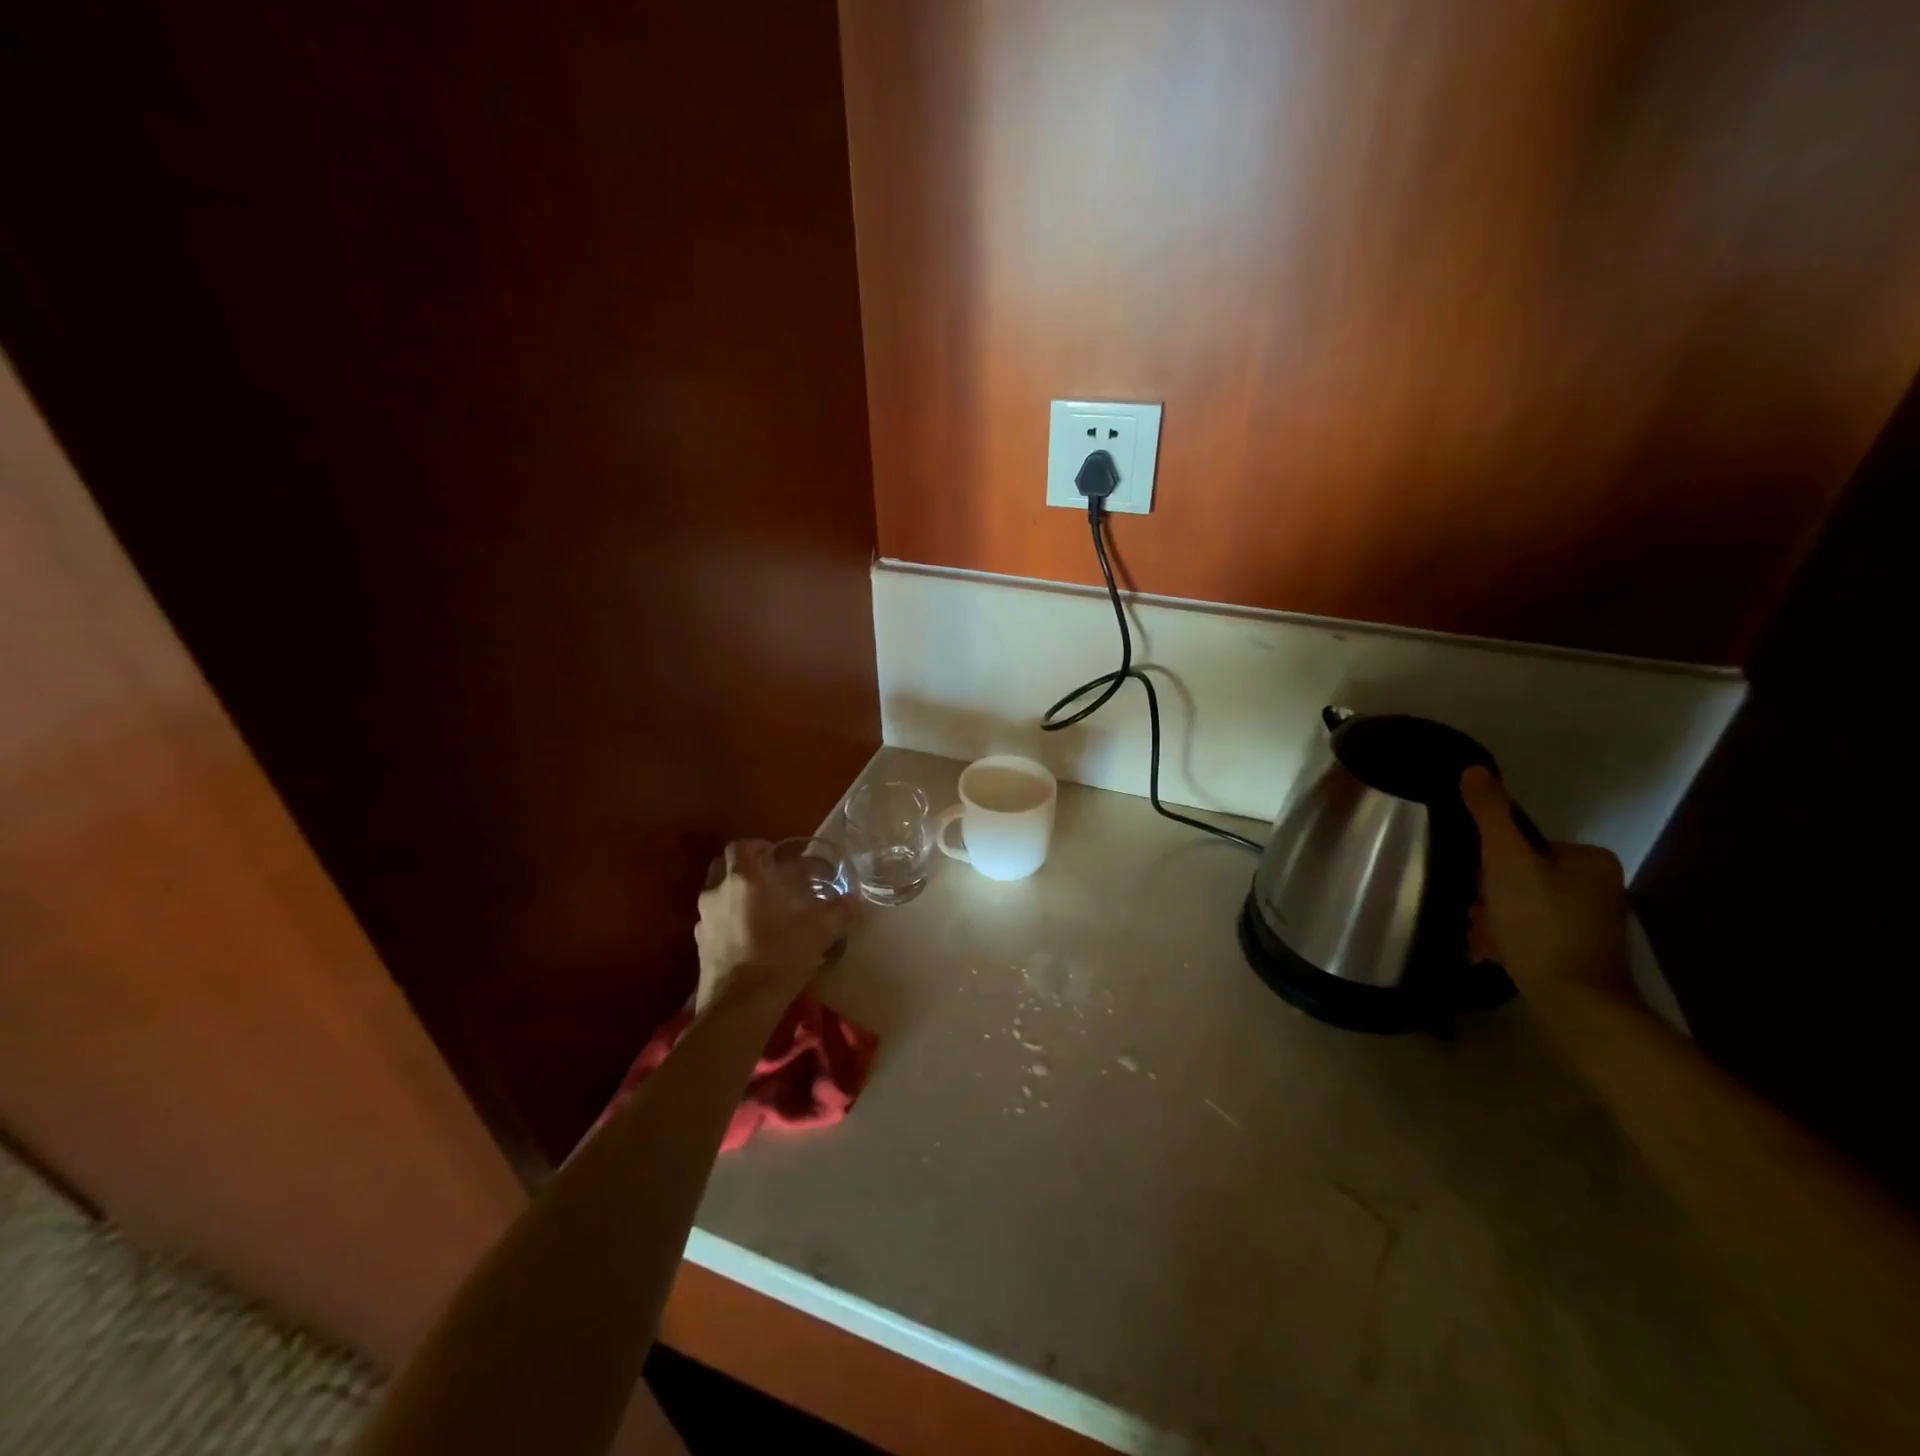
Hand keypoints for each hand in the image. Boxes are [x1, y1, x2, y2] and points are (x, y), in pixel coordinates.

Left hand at [693, 840, 846, 1009]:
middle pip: (722, 866)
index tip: (775, 856)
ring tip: (759, 909)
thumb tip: (854, 899)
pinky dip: (726, 920)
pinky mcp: (699, 944)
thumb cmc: (779, 957)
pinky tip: (746, 936)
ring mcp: (703, 919)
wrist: (740, 1006)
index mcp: (744, 879)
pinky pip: (712, 921)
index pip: (740, 846)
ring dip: (732, 894)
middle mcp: (717, 892)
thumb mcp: (819, 932)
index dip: (756, 846)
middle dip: (741, 867)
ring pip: (715, 893)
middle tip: (766, 878)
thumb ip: (838, 911)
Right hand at [1460, 767, 1632, 1000]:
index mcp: (1589, 861)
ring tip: (1484, 938)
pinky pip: (1530, 934)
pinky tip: (1492, 953)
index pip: (1522, 846)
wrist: (1575, 1001)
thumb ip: (1490, 814)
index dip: (1492, 864)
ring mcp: (1589, 924)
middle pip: (1519, 877)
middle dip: (1490, 896)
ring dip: (1492, 919)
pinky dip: (1507, 940)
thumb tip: (1474, 768)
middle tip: (1479, 914)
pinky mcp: (1578, 954)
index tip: (1481, 886)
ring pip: (1520, 907)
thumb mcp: (1506, 860)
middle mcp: (1598, 888)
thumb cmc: (1540, 923)